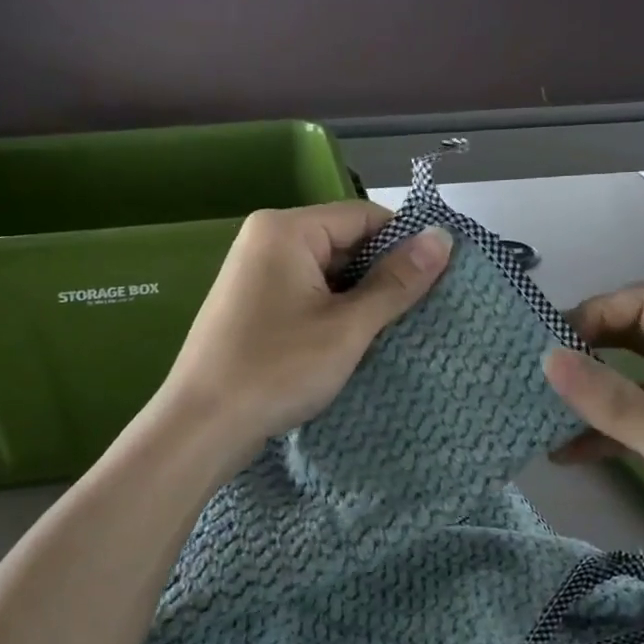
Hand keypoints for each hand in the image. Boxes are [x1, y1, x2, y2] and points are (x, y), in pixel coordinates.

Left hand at [157, 202, 451, 468]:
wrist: (200, 426)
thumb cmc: (277, 369)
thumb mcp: (347, 327)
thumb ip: (397, 281)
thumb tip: (443, 238)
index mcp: (286, 229)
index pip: (365, 217)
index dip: (404, 245)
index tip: (436, 282)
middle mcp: (266, 239)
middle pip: (345, 241)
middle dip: (381, 275)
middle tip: (416, 313)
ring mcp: (255, 271)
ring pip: (327, 271)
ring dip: (358, 297)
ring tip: (389, 331)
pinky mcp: (251, 302)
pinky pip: (306, 292)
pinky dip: (332, 311)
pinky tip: (351, 341)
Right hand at [542, 286, 643, 602]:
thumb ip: (613, 402)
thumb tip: (548, 358)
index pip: (642, 302)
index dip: (591, 316)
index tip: (546, 348)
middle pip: (639, 331)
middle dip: (587, 349)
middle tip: (536, 374)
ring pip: (640, 372)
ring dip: (596, 392)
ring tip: (543, 410)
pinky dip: (616, 425)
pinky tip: (571, 451)